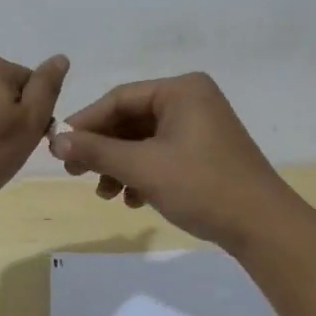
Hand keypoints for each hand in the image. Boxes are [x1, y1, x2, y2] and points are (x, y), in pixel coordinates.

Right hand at [48, 72, 297, 249]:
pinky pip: (165, 154)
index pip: (120, 98)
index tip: (59, 148)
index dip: (86, 122)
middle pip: (133, 119)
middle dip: (104, 149)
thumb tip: (54, 140)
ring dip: (122, 166)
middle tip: (76, 173)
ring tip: (106, 194)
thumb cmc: (201, 186)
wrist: (262, 225)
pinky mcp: (208, 152)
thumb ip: (96, 150)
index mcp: (182, 89)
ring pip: (146, 141)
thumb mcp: (143, 167)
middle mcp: (193, 100)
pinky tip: (133, 200)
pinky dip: (144, 174)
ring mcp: (203, 126)